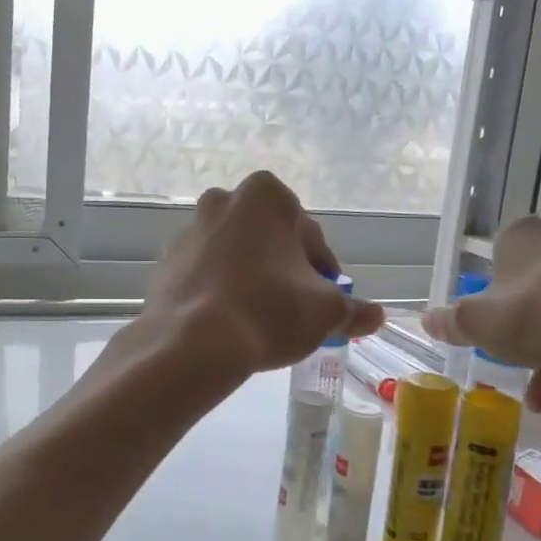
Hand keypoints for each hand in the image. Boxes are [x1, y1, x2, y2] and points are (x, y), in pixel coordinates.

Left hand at [146, 172, 384, 380]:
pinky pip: (206, 275)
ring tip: (261, 321)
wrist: (191, 344)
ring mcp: (188, 231)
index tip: (325, 303)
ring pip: (235, 256)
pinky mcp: (166, 263)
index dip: (324, 274)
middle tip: (295, 311)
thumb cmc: (268, 312)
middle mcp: (222, 201)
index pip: (310, 237)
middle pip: (270, 242)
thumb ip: (353, 310)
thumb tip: (375, 316)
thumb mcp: (325, 312)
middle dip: (285, 271)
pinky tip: (229, 323)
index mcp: (265, 196)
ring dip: (251, 280)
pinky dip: (220, 291)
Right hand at [421, 217, 540, 411]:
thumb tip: (426, 320)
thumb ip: (450, 322)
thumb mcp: (477, 324)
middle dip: (524, 339)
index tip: (491, 329)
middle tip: (517, 370)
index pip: (498, 260)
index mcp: (524, 237)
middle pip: (535, 293)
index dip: (491, 298)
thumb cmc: (537, 316)